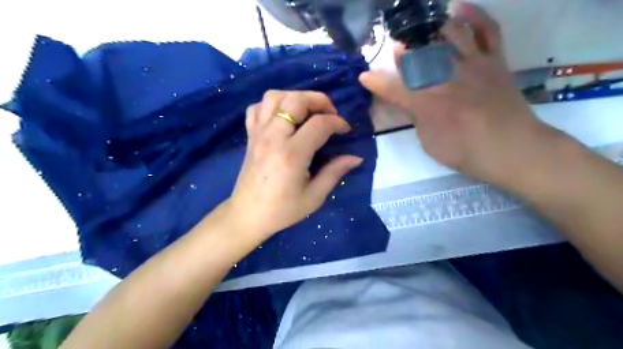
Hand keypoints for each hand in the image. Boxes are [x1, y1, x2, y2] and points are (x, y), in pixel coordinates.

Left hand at [226, 90, 363, 237]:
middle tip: (330, 113)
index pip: (319, 124)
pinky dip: (272, 105)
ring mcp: (258, 134)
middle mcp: (273, 137)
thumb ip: (335, 172)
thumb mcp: (314, 196)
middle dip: (318, 100)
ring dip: (295, 97)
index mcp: (292, 154)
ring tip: (307, 111)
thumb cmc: (282, 210)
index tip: (346, 130)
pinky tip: (283, 117)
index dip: (337, 122)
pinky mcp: (250, 136)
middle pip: (295, 100)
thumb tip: (356, 157)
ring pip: (274, 97)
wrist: (247, 215)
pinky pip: (257, 108)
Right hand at [361, 2, 548, 184]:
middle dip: (403, 50)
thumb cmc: (465, 151)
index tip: (364, 76)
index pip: (393, 88)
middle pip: (418, 55)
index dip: (375, 82)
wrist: (512, 148)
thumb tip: (409, 102)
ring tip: (422, 27)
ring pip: (448, 34)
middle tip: (397, 48)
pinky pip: (487, 29)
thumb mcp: (429, 142)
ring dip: (431, 27)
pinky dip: (473, 15)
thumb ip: (416, 118)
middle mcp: (446, 78)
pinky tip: (458, 7)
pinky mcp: (494, 60)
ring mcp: (472, 64)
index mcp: (426, 103)